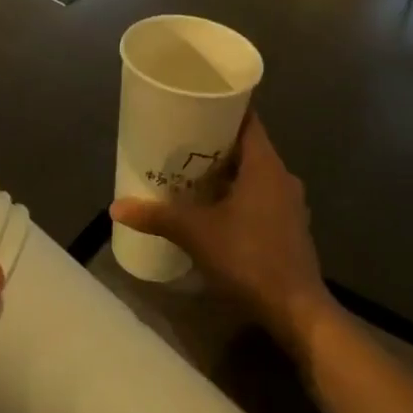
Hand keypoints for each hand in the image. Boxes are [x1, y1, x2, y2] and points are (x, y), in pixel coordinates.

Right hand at [111, 114, 333, 351]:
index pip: (248, 120)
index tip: (197, 102)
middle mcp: (282, 177)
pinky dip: (239, 194)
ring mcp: (290, 204)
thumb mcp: (197, 234)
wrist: (296, 310)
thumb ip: (157, 216)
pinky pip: (261, 196)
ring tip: (192, 173)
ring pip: (255, 174)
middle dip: (216, 143)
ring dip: (227, 171)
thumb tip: (116, 206)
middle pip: (248, 146)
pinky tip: (215, 208)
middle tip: (181, 140)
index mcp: (265, 165)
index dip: (223, 108)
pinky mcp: (290, 227)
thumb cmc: (248, 258)